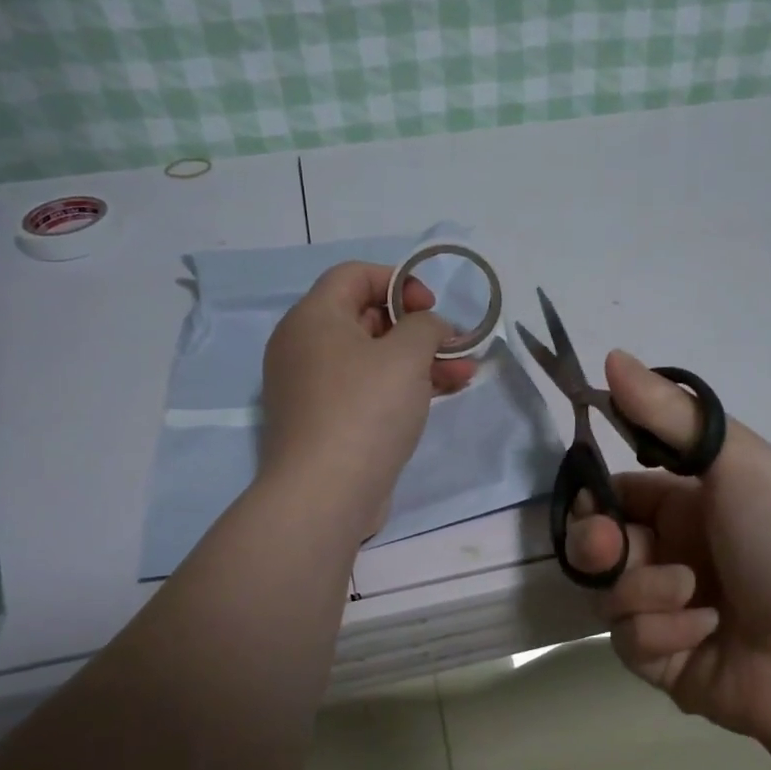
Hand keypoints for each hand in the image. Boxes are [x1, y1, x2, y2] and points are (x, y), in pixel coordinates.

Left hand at [260, 262, 475, 537]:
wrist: (325, 494)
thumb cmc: (365, 410)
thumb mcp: (406, 355)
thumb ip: (426, 326)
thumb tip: (428, 326)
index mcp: (312, 319)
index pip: (354, 275)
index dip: (398, 280)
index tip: (431, 307)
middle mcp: (304, 348)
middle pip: (365, 317)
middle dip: (417, 326)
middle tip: (452, 342)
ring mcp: (313, 389)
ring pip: (372, 359)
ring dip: (420, 360)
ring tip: (466, 371)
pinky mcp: (326, 423)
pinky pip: (367, 390)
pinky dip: (402, 387)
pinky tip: (443, 394)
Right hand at [566, 352, 770, 756]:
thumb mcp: (737, 463)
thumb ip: (669, 413)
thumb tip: (611, 356)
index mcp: (688, 505)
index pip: (617, 495)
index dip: (593, 497)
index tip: (590, 501)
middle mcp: (673, 554)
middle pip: (599, 546)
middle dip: (597, 545)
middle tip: (610, 549)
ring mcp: (668, 610)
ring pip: (609, 594)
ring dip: (643, 591)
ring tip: (692, 596)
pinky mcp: (666, 661)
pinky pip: (628, 640)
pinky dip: (661, 633)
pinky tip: (705, 632)